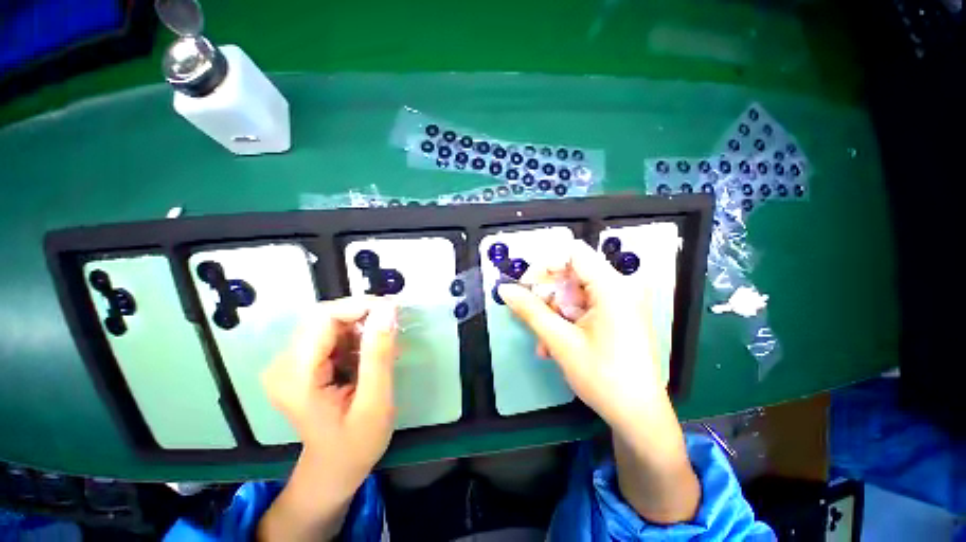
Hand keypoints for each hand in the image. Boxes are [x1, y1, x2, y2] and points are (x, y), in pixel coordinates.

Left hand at [259, 296, 397, 541]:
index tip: (394, 310)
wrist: (332, 470)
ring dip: (362, 327)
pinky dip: (356, 337)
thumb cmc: (355, 444)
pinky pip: (331, 335)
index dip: (360, 306)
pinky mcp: (300, 363)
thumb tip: (387, 309)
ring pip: (330, 323)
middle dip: (364, 315)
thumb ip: (379, 354)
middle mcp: (283, 363)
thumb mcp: (375, 402)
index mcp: (296, 376)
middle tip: (394, 326)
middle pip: (324, 317)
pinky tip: (371, 354)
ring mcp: (289, 362)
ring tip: (386, 346)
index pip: (324, 318)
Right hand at [497, 238, 663, 430]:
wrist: (639, 417)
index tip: (527, 286)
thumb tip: (504, 289)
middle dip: (547, 295)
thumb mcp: (560, 341)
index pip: (572, 254)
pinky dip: (566, 321)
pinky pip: (584, 307)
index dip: (545, 265)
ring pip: (574, 293)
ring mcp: (620, 302)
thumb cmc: (603, 378)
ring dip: (553, 313)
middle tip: (531, 317)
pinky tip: (556, 345)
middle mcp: (619, 288)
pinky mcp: (617, 315)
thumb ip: (530, 310)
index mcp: (612, 287)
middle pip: (571, 274)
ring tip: (543, 344)